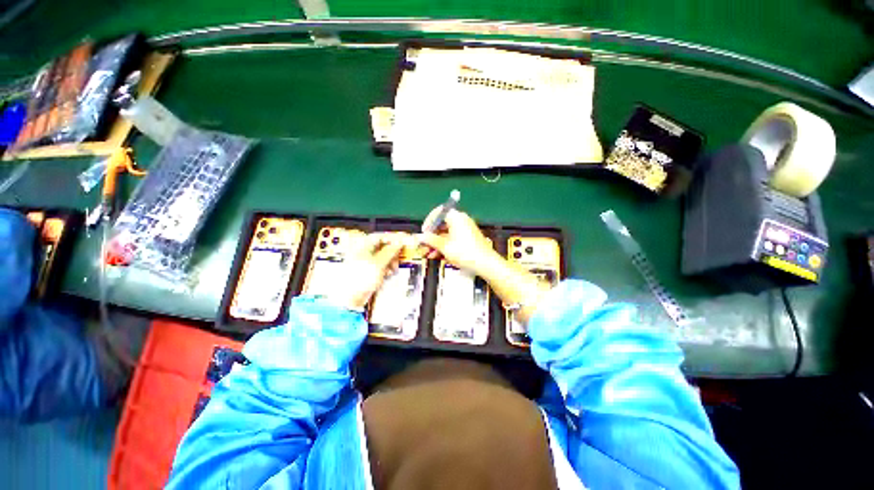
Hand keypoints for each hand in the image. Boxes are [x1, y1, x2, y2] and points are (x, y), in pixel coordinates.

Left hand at [326, 233, 405, 310]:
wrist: (349, 298)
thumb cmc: (359, 279)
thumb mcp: (379, 263)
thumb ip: (390, 251)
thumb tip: (399, 243)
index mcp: (362, 246)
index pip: (380, 236)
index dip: (393, 239)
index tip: (402, 243)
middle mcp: (362, 251)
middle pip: (382, 246)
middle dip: (392, 252)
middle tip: (398, 258)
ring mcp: (363, 261)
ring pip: (382, 256)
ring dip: (390, 261)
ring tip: (393, 268)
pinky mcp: (365, 271)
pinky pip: (379, 265)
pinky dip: (385, 267)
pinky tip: (387, 273)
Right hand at [418, 207, 499, 275]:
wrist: (485, 263)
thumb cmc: (466, 253)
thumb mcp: (444, 246)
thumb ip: (430, 240)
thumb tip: (420, 237)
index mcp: (456, 217)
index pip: (439, 212)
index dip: (429, 222)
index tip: (424, 232)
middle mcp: (461, 220)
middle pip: (441, 224)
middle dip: (431, 236)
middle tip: (423, 246)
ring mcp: (465, 229)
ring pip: (446, 234)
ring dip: (436, 243)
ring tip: (428, 254)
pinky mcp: (468, 238)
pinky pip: (453, 239)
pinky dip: (445, 246)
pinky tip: (438, 256)